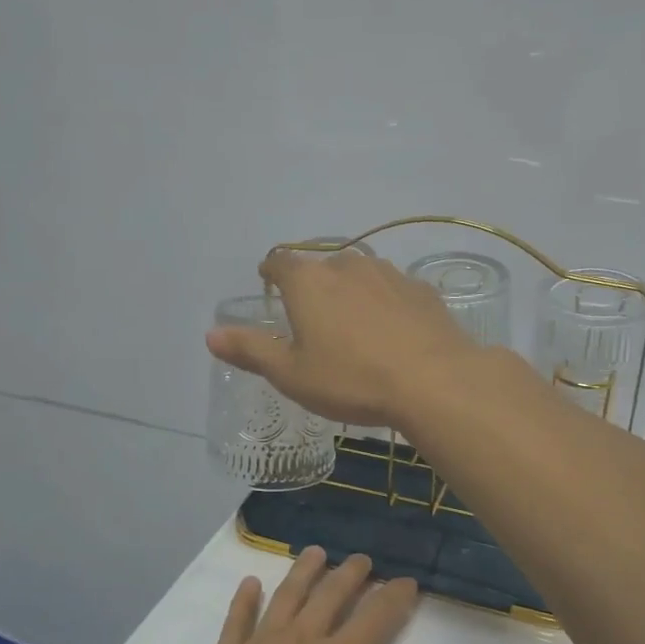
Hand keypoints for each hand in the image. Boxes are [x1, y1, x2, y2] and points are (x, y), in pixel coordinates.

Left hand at [163, 548, 440, 643]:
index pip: (377, 615)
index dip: (395, 596)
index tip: (407, 582)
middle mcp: (301, 641)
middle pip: (330, 596)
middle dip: (351, 575)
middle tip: (362, 559)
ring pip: (286, 596)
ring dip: (304, 572)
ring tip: (316, 553)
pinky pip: (236, 619)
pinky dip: (245, 599)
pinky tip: (250, 584)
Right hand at [205, 249, 475, 428]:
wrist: (434, 381)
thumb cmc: (352, 380)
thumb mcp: (292, 374)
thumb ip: (251, 350)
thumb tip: (210, 334)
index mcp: (308, 282)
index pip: (279, 262)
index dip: (271, 272)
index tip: (269, 285)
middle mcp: (346, 266)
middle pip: (320, 267)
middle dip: (312, 286)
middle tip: (313, 319)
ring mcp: (388, 274)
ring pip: (359, 275)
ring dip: (350, 292)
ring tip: (352, 325)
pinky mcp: (420, 289)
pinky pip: (392, 289)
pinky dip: (384, 303)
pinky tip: (391, 331)